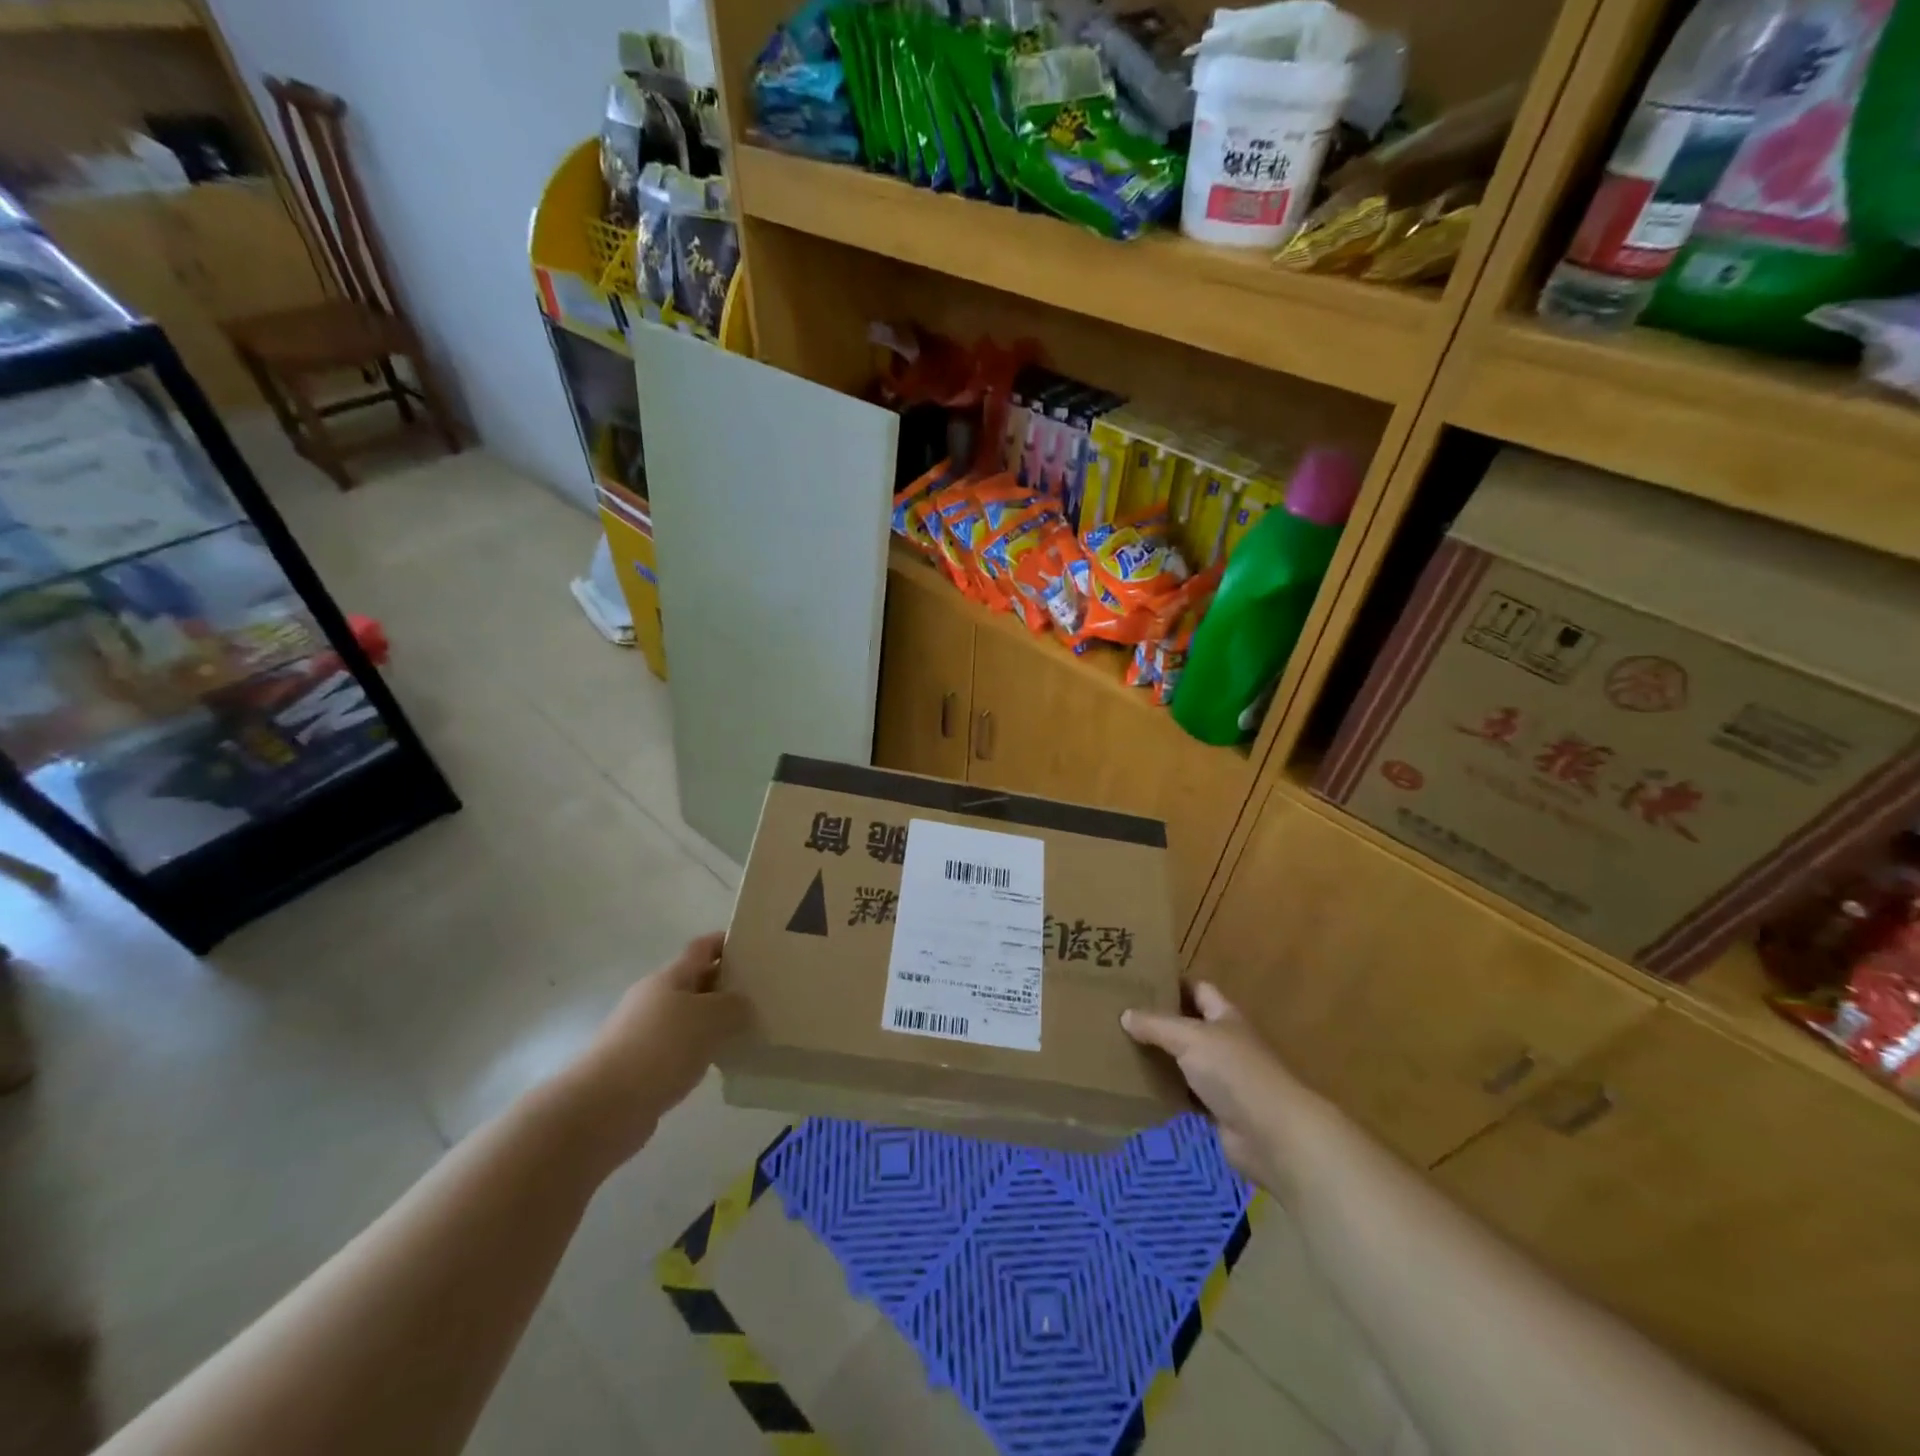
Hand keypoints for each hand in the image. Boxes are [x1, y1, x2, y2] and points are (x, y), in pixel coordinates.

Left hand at [561, 932, 747, 1165]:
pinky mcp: (641, 1067)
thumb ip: (734, 1006)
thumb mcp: (711, 1018)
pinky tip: (720, 1062)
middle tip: (760, 992)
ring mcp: (643, 1034)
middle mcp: (653, 999)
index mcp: (669, 977)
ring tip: (748, 1029)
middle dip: (725, 984)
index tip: (753, 947)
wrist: (604, 1107)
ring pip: (688, 1018)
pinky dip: (700, 1050)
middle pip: (695, 982)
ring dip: (714, 1021)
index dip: (725, 943)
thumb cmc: (661, 1048)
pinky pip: (680, 1049)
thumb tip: (742, 1005)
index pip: (701, 948)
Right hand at [1123, 983, 1299, 1188]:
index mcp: (1224, 1016)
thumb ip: (1156, 1025)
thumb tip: (1125, 1014)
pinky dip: (1166, 1092)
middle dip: (1159, 1021)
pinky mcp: (1217, 1110)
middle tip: (1121, 1014)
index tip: (1139, 979)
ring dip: (1160, 1058)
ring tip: (1121, 1048)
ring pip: (1184, 1061)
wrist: (1272, 1135)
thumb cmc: (1234, 1072)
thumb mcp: (1190, 1038)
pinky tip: (1137, 1087)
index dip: (1173, 982)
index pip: (1198, 989)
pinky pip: (1184, 1095)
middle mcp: (1224, 1042)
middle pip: (1188, 1025)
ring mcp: (1222, 1078)